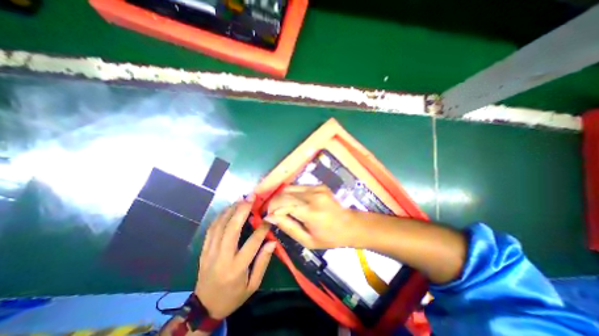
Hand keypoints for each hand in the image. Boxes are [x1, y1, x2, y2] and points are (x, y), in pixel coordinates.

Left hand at [194, 199, 274, 319]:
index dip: (262, 227)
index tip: (270, 216)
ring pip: (220, 225)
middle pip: (232, 229)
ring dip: (231, 209)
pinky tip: (228, 208)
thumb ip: (263, 262)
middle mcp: (222, 257)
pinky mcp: (204, 250)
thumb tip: (272, 242)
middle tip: (251, 197)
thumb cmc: (233, 296)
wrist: (204, 307)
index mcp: (237, 268)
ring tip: (241, 199)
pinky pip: (211, 229)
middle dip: (242, 210)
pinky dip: (220, 216)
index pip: (252, 242)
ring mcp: (210, 252)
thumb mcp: (253, 285)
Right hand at [265, 183, 360, 249]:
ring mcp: (317, 188)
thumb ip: (288, 227)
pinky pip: (298, 187)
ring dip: (281, 197)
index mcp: (311, 212)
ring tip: (280, 208)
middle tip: (271, 212)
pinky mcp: (319, 185)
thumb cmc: (330, 237)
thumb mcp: (307, 240)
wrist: (351, 225)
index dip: (271, 208)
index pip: (283, 203)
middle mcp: (313, 195)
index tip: (267, 216)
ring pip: (290, 188)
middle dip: (274, 202)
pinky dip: (291, 194)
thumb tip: (270, 217)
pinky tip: (292, 203)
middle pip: (284, 193)